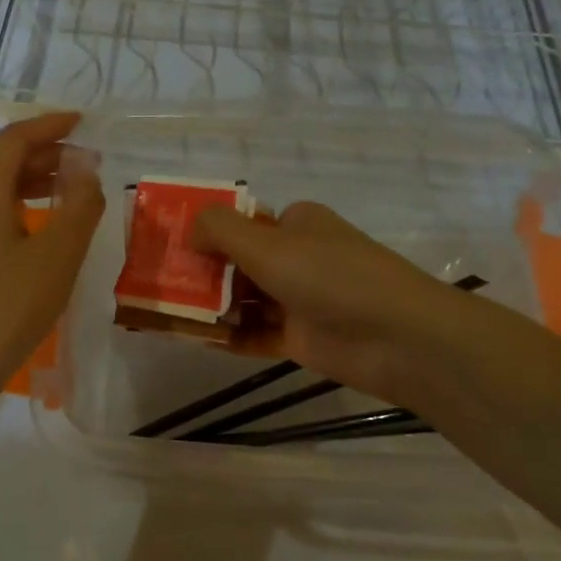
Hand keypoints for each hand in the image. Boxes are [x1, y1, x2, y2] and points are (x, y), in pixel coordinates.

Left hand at [0, 113, 104, 402]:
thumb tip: (87, 171)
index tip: (81, 122)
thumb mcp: (58, 254)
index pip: (14, 141)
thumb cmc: (10, 307)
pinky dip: (18, 208)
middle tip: (86, 164)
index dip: (48, 125)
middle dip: (46, 155)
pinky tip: (41, 232)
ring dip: (33, 183)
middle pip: (3, 164)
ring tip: (70, 194)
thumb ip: (80, 206)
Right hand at [192, 200, 465, 406]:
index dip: (207, 232)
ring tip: (168, 313)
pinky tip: (196, 338)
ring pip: (246, 299)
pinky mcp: (303, 338)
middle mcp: (298, 256)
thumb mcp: (268, 243)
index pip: (243, 222)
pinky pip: (256, 332)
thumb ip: (221, 231)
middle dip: (203, 272)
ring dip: (212, 306)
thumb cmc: (330, 276)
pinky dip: (229, 335)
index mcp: (297, 223)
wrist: (399, 337)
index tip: (170, 247)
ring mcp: (301, 299)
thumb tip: (189, 229)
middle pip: (240, 261)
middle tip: (161, 284)